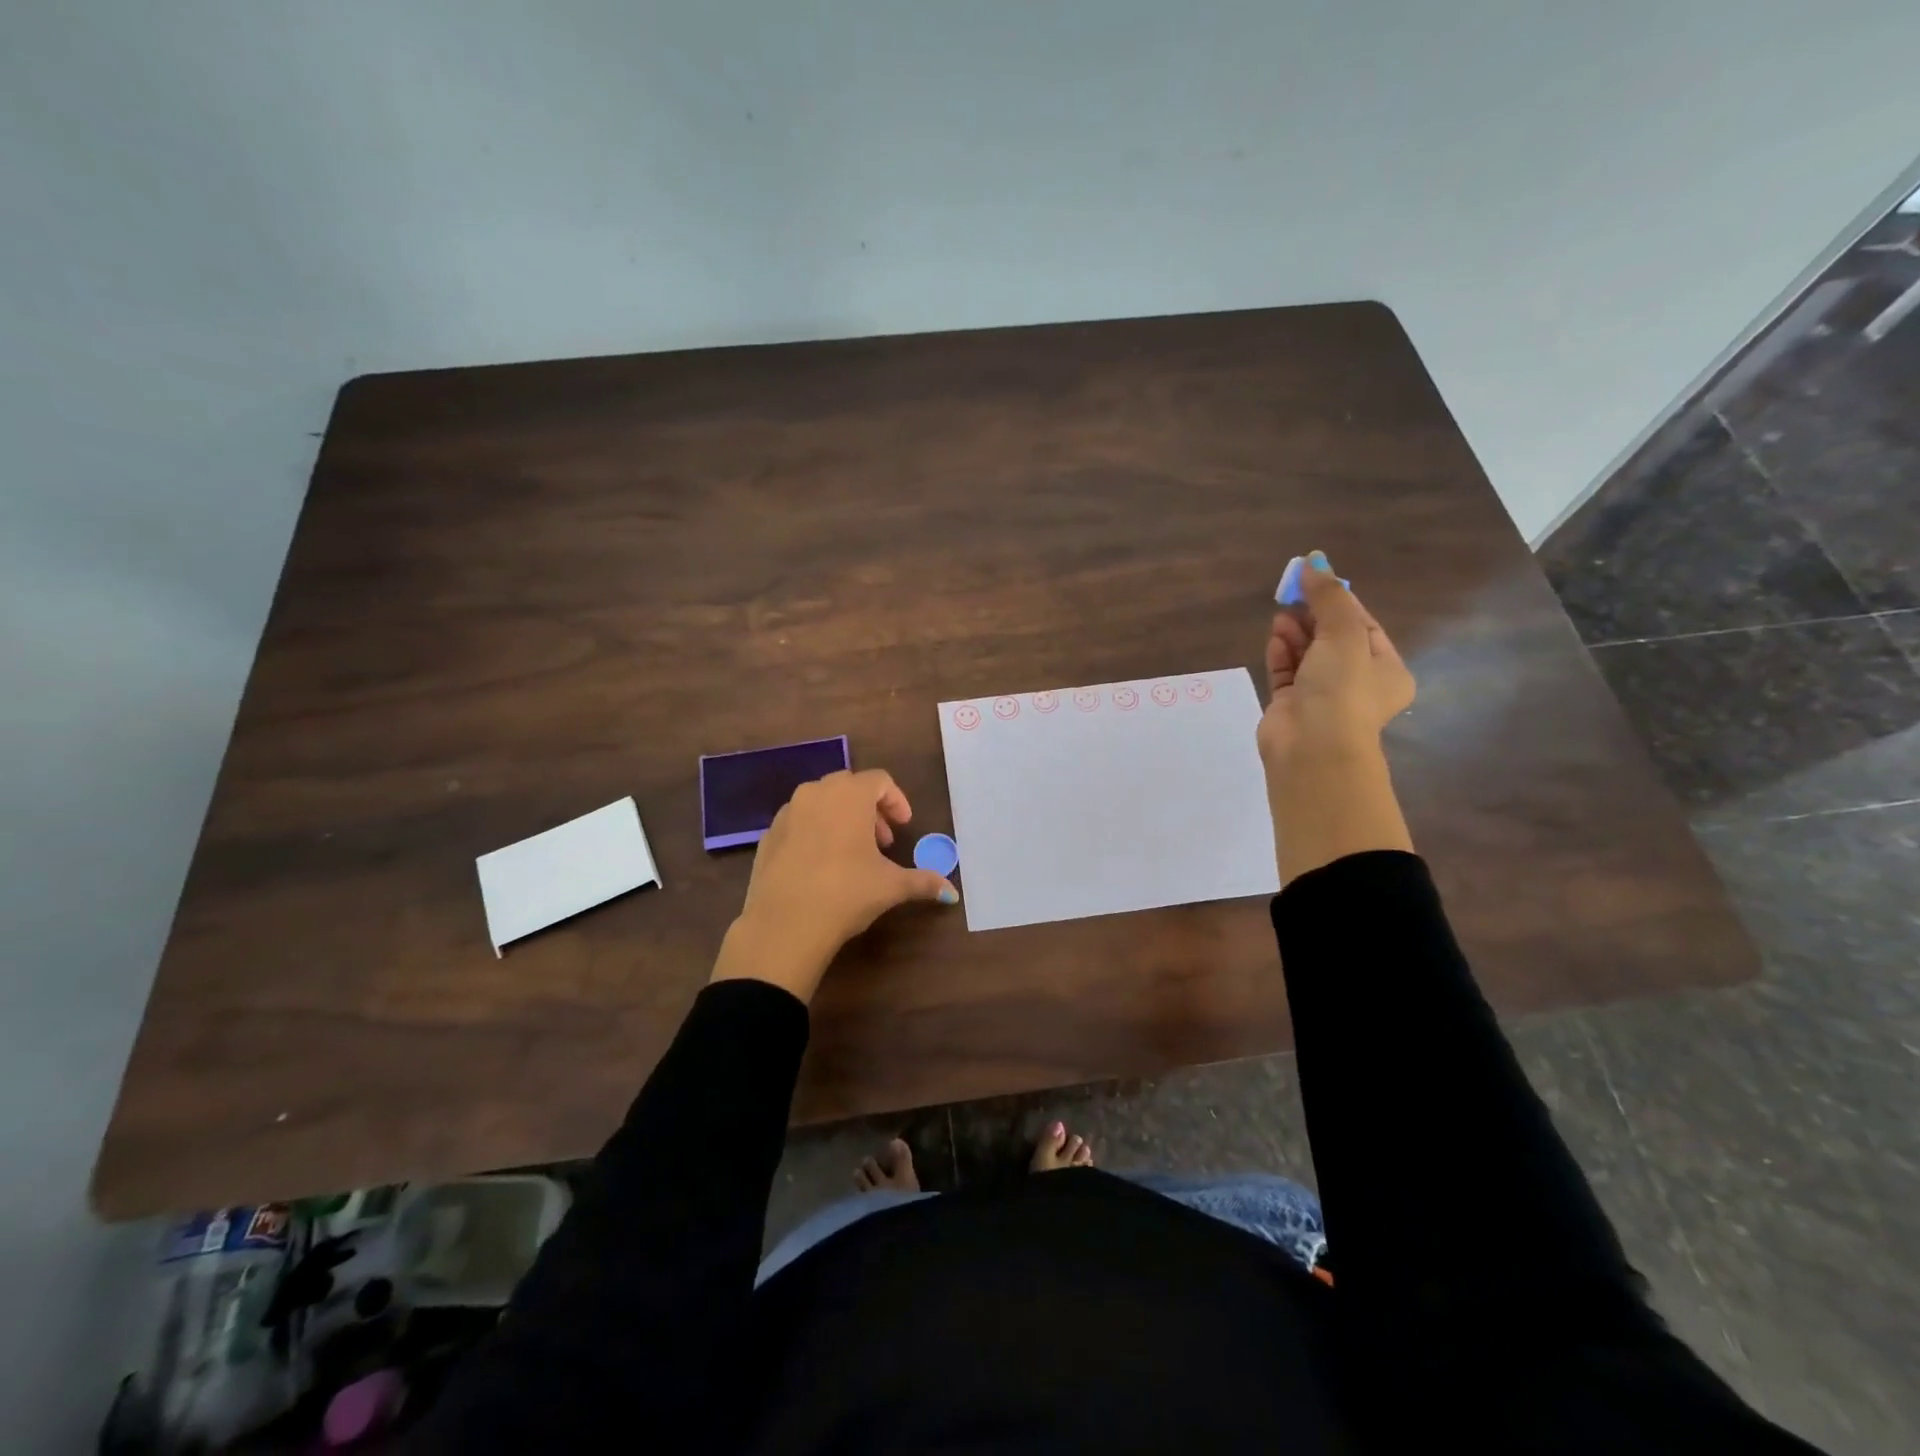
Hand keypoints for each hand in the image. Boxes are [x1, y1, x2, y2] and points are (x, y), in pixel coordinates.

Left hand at [710, 769, 958, 1002]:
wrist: (784, 925)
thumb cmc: (846, 894)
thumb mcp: (891, 887)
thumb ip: (924, 882)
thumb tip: (954, 894)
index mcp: (849, 796)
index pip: (879, 780)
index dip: (896, 800)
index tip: (903, 826)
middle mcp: (816, 794)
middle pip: (849, 786)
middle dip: (869, 809)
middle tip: (881, 841)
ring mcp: (786, 813)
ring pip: (819, 802)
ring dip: (840, 817)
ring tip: (851, 853)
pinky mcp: (767, 835)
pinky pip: (797, 822)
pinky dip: (813, 832)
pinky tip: (820, 865)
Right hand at [1258, 551, 1414, 770]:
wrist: (1313, 748)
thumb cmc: (1342, 689)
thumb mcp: (1344, 634)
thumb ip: (1328, 596)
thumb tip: (1313, 560)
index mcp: (1386, 669)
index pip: (1363, 625)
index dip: (1339, 600)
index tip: (1314, 579)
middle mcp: (1357, 683)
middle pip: (1333, 638)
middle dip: (1313, 615)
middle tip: (1292, 594)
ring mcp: (1322, 696)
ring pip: (1307, 655)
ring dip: (1295, 633)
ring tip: (1280, 616)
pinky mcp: (1291, 706)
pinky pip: (1286, 672)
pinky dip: (1280, 654)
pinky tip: (1274, 638)